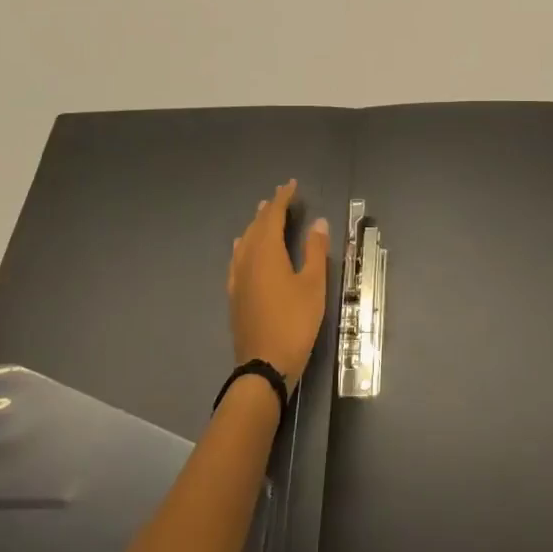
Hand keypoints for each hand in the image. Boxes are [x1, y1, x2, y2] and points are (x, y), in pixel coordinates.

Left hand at [227, 180, 329, 391]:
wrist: (263, 366)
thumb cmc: (294, 322)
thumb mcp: (313, 285)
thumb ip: (315, 251)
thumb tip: (318, 222)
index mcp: (266, 252)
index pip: (273, 215)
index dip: (283, 198)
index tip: (292, 185)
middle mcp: (247, 259)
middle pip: (256, 225)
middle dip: (269, 209)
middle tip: (282, 196)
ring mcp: (237, 277)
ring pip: (245, 241)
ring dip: (256, 225)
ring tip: (263, 214)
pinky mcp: (235, 294)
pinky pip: (238, 258)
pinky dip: (245, 244)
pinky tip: (245, 248)